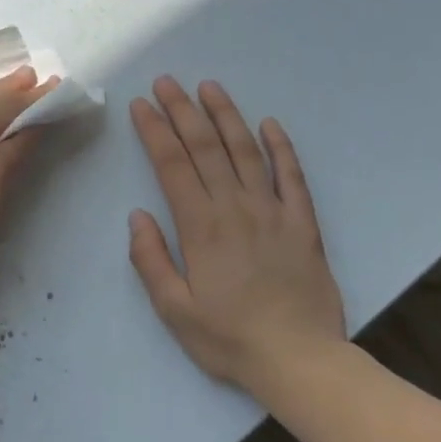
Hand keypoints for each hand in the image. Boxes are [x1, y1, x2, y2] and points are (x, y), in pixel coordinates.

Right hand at [128, 77, 346, 391]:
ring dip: (225, 116)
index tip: (141, 105)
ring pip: (245, 151)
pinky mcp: (303, 222)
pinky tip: (270, 123)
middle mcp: (235, 207)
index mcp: (201, 227)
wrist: (300, 360)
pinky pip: (292, 176)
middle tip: (166, 81)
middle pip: (205, 147)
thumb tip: (138, 215)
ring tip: (209, 87)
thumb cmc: (229, 338)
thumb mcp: (174, 310)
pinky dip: (281, 147)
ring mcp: (273, 211)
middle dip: (182, 111)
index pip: (172, 165)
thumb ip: (151, 260)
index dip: (155, 131)